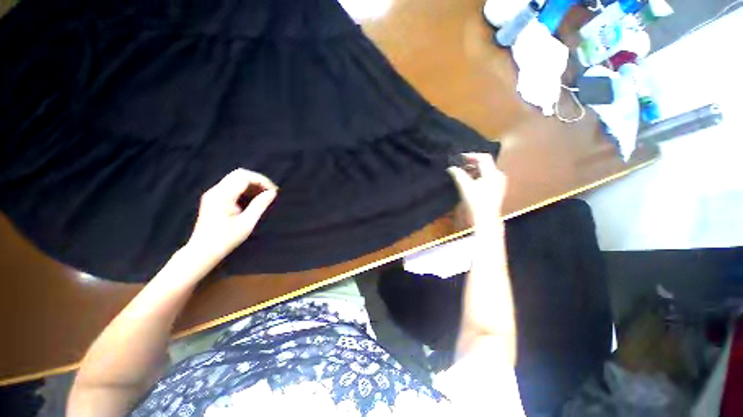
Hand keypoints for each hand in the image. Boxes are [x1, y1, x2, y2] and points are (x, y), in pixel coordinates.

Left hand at [184, 168, 277, 267]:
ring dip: (252, 184)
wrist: (202, 251)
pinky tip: (253, 199)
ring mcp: (213, 194)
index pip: (244, 177)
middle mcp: (215, 191)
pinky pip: (232, 186)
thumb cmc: (226, 240)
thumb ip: (260, 205)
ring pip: (236, 179)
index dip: (261, 181)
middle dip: (257, 180)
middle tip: (270, 192)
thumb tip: (272, 192)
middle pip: (239, 174)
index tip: (273, 191)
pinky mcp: (213, 198)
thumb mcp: (247, 223)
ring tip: (264, 196)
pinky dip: (245, 189)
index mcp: (222, 196)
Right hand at [447, 153, 506, 232]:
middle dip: (472, 163)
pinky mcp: (496, 190)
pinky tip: (470, 181)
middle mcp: (498, 176)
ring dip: (474, 170)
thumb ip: (458, 175)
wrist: (485, 220)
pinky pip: (487, 178)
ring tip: (462, 173)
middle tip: (459, 164)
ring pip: (486, 171)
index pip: (483, 158)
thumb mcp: (465, 187)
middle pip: (485, 164)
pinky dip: (478, 176)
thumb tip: (451, 168)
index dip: (471, 156)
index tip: (459, 158)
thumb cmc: (476, 202)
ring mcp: (499, 183)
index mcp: (492, 173)